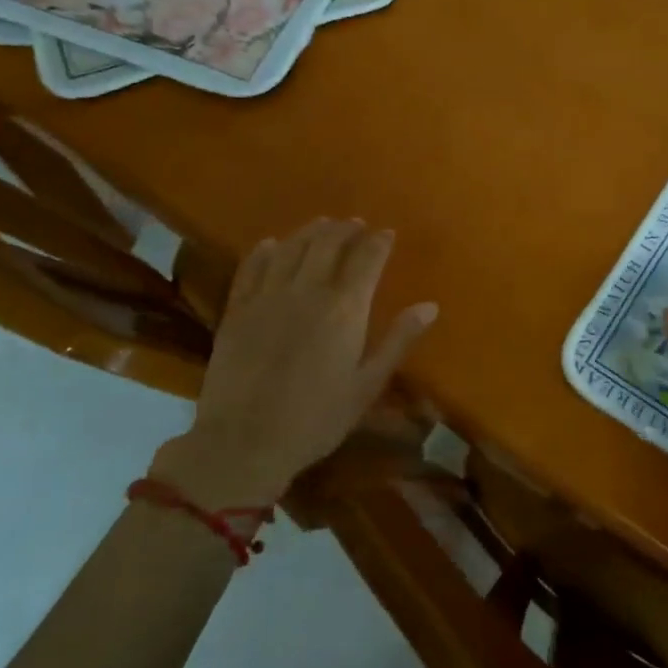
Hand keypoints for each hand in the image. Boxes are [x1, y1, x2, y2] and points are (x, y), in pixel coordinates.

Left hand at [148, 219, 437, 508]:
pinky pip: (251, 267)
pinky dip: (264, 251)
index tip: (387, 233)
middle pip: (328, 243)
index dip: (379, 241)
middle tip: (356, 225)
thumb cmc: (316, 420)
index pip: (367, 258)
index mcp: (345, 308)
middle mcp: (307, 290)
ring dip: (310, 232)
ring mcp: (268, 296)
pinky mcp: (237, 309)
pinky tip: (270, 245)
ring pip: (291, 247)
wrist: (244, 442)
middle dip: (345, 229)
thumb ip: (398, 341)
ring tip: (322, 226)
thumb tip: (430, 306)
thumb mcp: (367, 386)